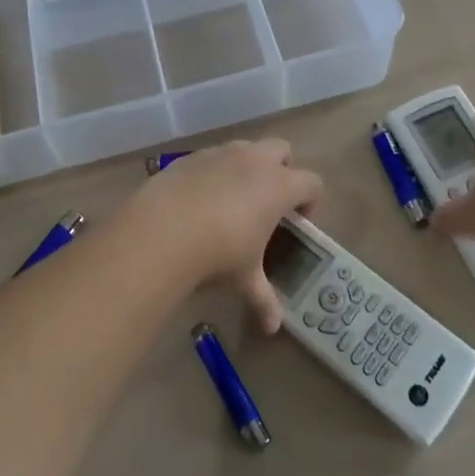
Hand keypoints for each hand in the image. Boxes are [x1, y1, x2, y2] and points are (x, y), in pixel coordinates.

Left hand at [121, 140, 321, 332]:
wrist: (162, 230)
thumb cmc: (218, 253)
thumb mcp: (245, 279)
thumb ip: (263, 299)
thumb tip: (274, 327)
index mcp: (279, 186)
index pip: (312, 182)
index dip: (311, 201)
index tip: (298, 223)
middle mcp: (255, 160)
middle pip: (282, 150)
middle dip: (282, 170)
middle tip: (269, 203)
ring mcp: (222, 153)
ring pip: (246, 148)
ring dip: (248, 167)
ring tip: (233, 201)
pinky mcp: (192, 156)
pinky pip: (213, 157)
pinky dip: (215, 172)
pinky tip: (200, 201)